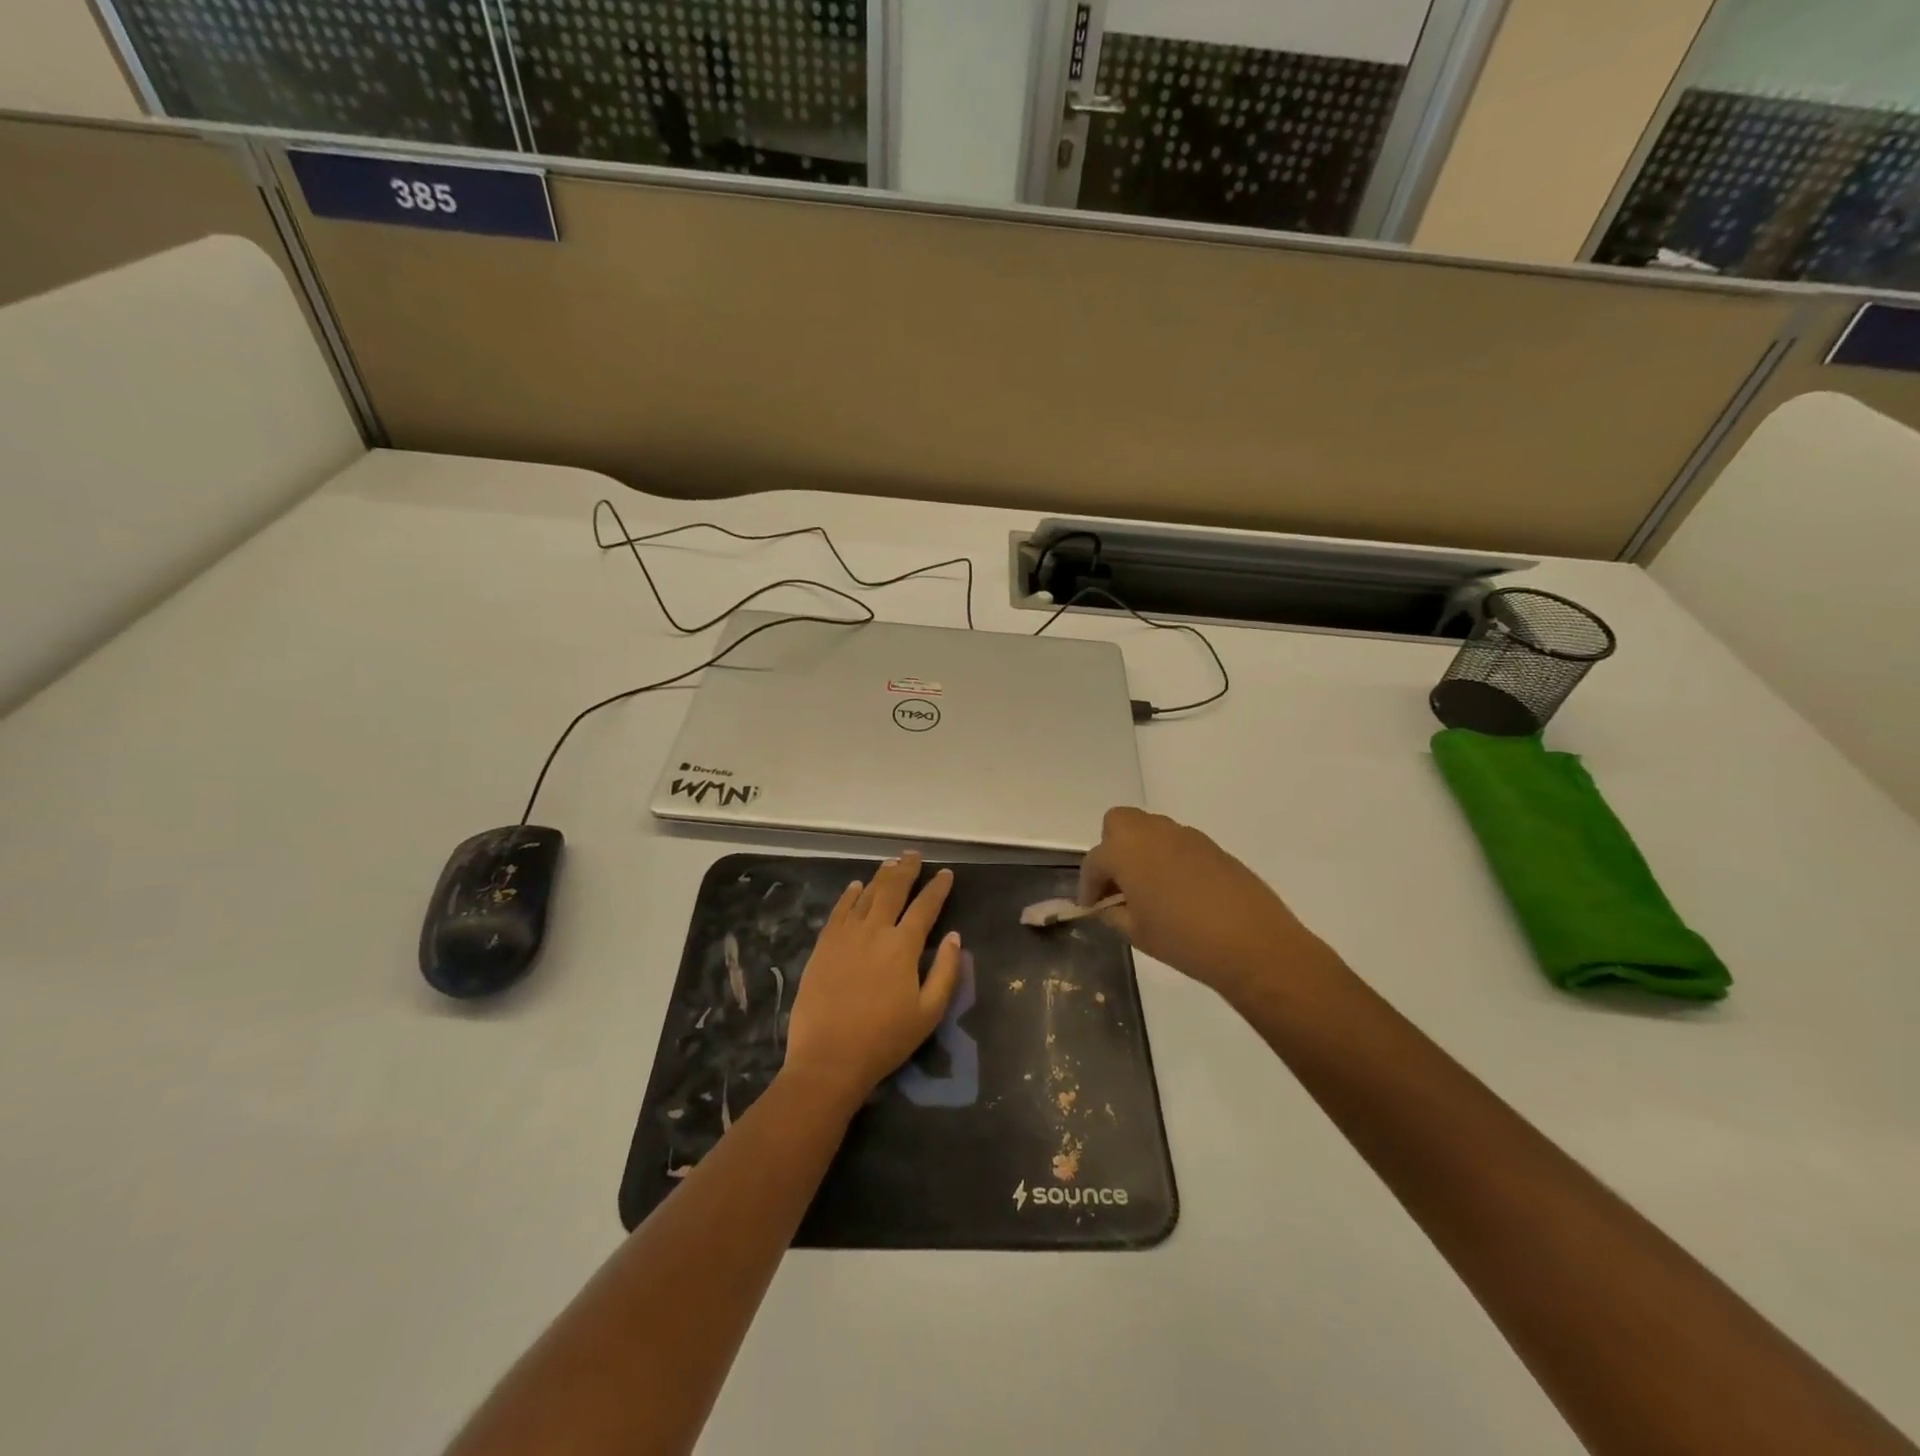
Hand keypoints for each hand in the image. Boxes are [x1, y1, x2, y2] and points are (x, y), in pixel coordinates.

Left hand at [783, 852, 961, 1105]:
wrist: (829, 1059)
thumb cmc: (885, 1040)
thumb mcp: (929, 1012)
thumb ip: (946, 972)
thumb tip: (956, 937)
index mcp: (903, 946)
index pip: (925, 907)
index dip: (937, 888)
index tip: (946, 873)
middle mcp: (875, 931)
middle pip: (893, 890)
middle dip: (906, 870)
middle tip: (914, 855)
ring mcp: (845, 936)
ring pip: (866, 895)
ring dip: (880, 877)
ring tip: (890, 864)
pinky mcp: (823, 946)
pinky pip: (839, 911)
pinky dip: (849, 895)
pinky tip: (856, 886)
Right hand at [1078, 807, 1333, 997]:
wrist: (1254, 943)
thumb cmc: (1183, 940)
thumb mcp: (1136, 933)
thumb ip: (1114, 914)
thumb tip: (1109, 906)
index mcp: (1126, 851)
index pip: (1094, 861)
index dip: (1088, 885)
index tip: (1091, 907)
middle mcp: (1153, 833)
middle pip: (1118, 823)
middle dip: (1111, 849)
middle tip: (1117, 884)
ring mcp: (1185, 836)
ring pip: (1150, 830)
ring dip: (1141, 851)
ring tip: (1148, 889)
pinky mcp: (1212, 846)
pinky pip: (1177, 843)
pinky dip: (1168, 858)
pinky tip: (1179, 892)